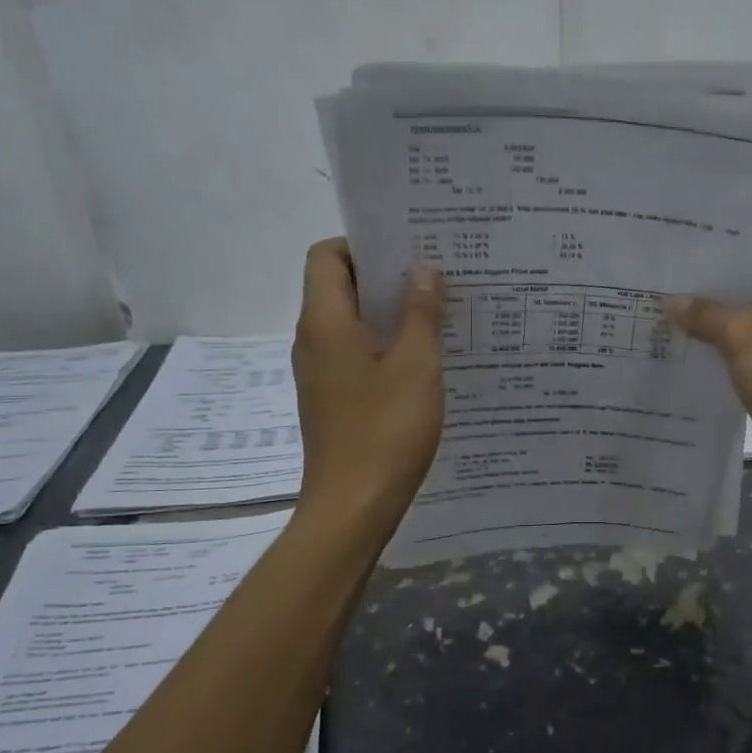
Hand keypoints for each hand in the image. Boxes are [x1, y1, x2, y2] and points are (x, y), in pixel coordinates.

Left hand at [292, 238, 445, 530]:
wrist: (352, 508)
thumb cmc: (385, 431)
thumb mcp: (416, 366)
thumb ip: (421, 313)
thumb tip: (422, 269)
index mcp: (325, 322)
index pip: (327, 255)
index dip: (363, 244)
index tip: (408, 250)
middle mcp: (313, 341)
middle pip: (340, 286)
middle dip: (385, 277)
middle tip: (435, 276)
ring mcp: (320, 373)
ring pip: (351, 324)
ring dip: (389, 314)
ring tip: (437, 313)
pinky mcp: (332, 400)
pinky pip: (356, 355)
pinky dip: (385, 346)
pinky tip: (424, 360)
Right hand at [669, 240, 751, 484]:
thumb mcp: (747, 339)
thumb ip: (708, 314)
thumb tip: (673, 301)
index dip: (733, 245)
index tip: (689, 244)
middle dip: (718, 285)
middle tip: (669, 276)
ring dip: (718, 321)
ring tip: (668, 309)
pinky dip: (726, 351)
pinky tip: (686, 348)